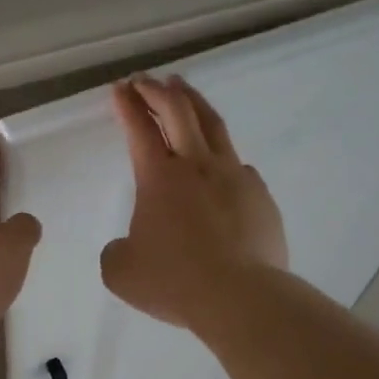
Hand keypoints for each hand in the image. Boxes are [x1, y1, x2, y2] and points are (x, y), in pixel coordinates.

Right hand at [102, 75, 286, 328]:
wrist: (240, 298)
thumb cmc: (174, 282)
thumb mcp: (121, 272)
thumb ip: (117, 250)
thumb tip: (128, 244)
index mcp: (159, 178)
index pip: (140, 129)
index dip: (127, 105)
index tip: (120, 88)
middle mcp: (197, 166)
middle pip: (179, 112)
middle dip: (158, 91)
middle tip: (147, 80)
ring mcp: (235, 177)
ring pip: (214, 127)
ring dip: (194, 104)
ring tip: (185, 91)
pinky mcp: (260, 197)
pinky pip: (239, 168)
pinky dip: (223, 157)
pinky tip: (221, 166)